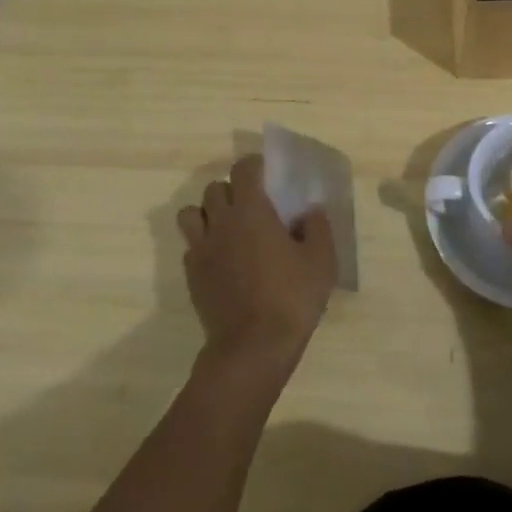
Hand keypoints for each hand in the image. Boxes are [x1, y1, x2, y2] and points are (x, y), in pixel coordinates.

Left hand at [177, 154, 336, 372]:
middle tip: (252, 204)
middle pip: (214, 188)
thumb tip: (310, 211)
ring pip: (191, 214)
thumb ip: (317, 228)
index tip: (266, 171)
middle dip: (231, 189)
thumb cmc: (291, 297)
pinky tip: (222, 259)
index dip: (254, 165)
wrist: (253, 346)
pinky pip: (191, 246)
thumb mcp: (321, 261)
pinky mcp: (191, 275)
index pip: (243, 170)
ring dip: (207, 213)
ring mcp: (201, 249)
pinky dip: (203, 243)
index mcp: (251, 210)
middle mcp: (220, 222)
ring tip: (228, 227)